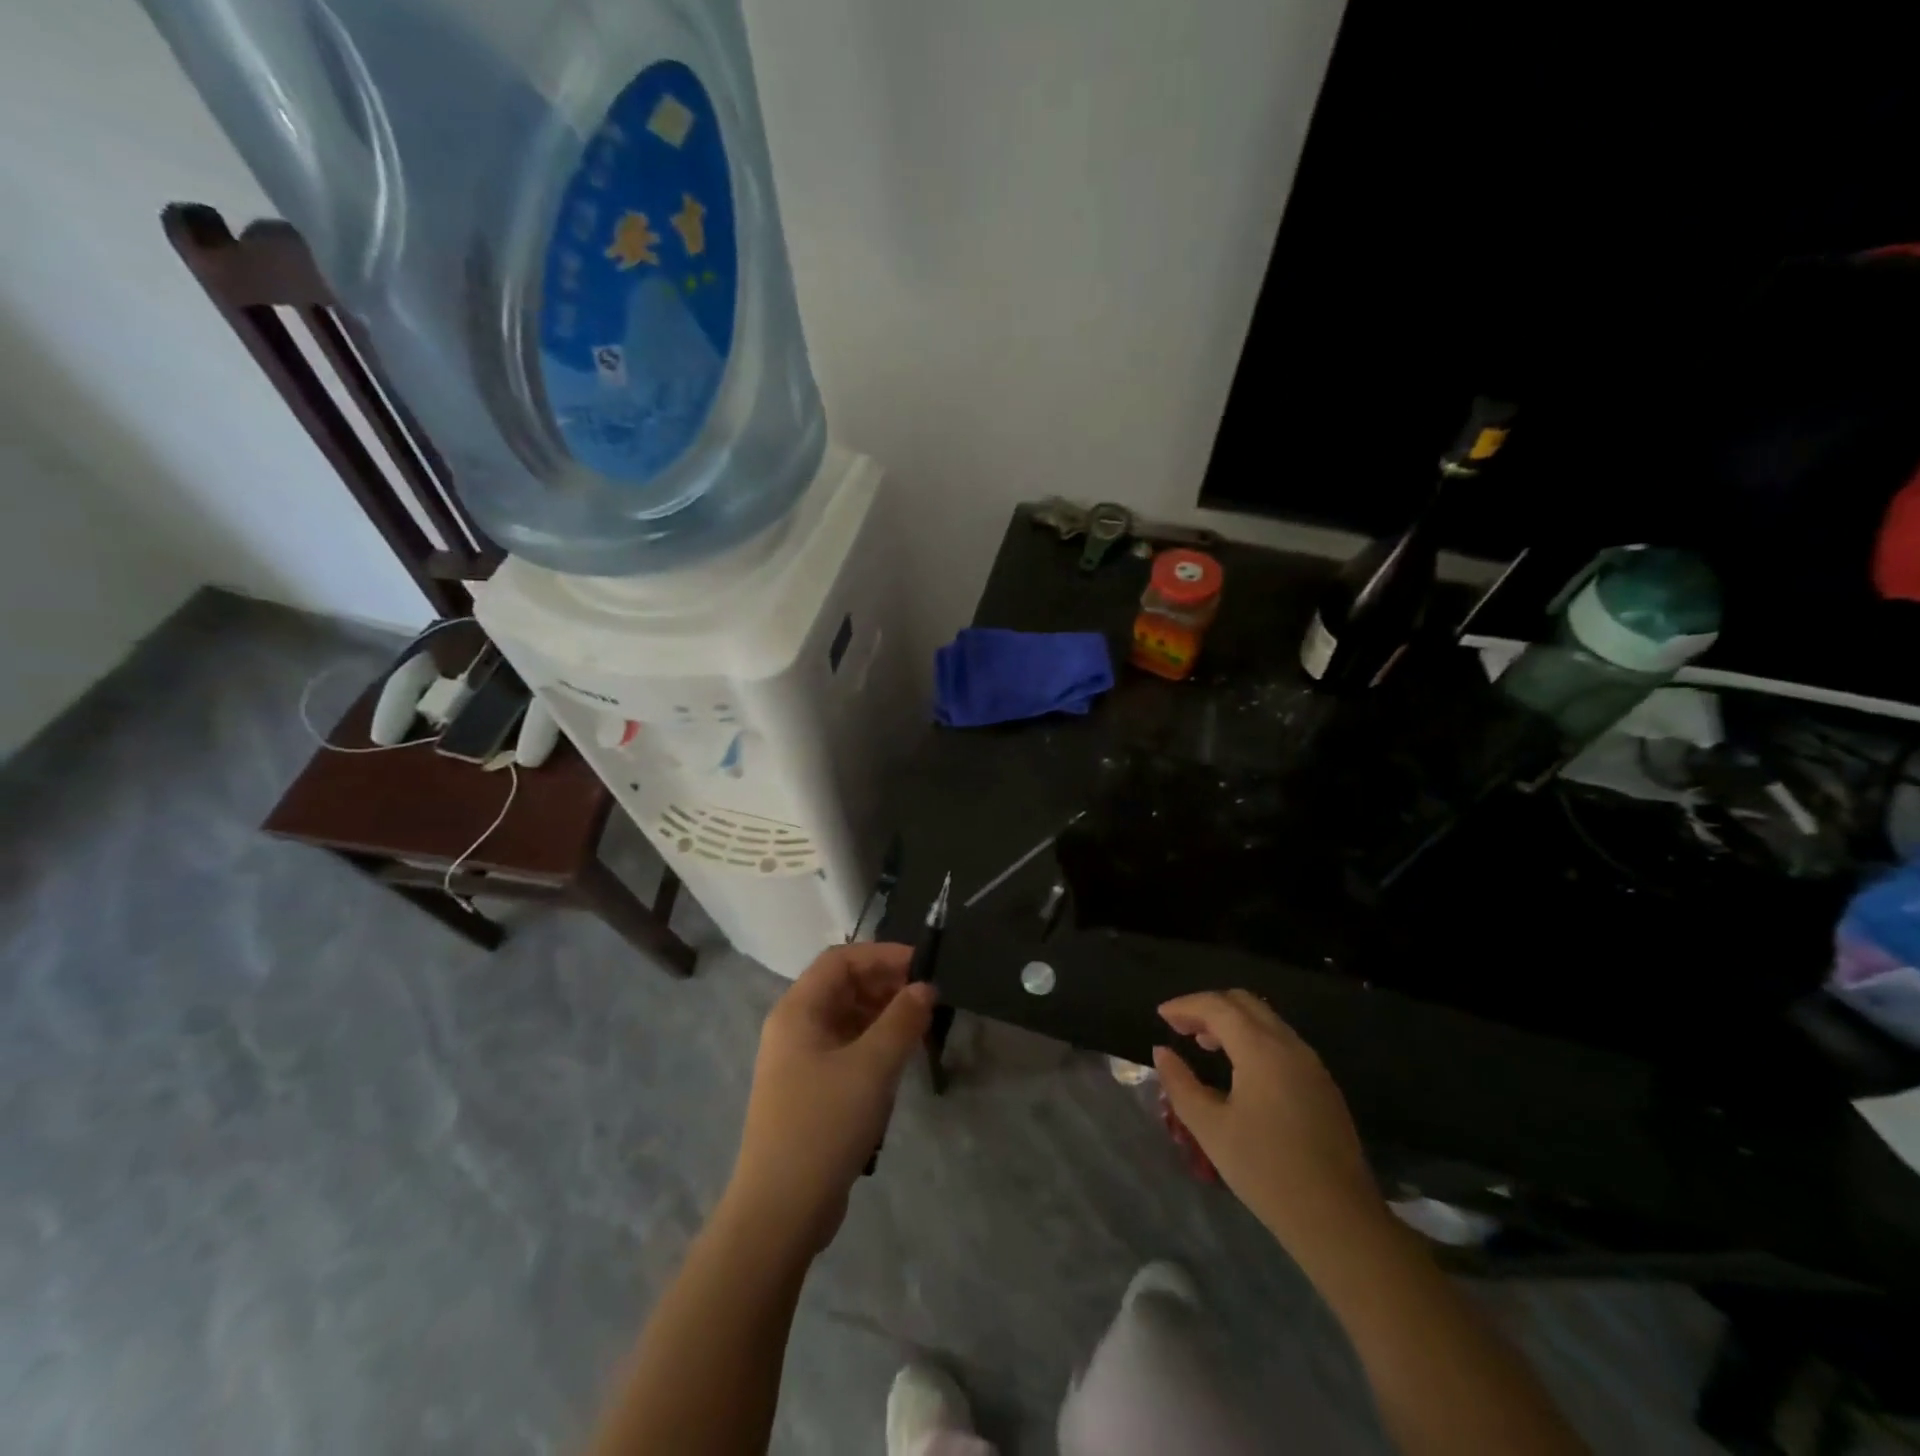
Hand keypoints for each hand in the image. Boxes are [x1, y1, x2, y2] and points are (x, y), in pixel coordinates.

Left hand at [725, 943, 934, 1254]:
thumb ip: (902, 1020)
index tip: (923, 966)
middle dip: (886, 985)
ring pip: (846, 1019)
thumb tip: (925, 987)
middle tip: (928, 999)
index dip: (883, 955)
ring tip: (920, 1029)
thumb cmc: (824, 1126)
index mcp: (798, 1010)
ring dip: (883, 1016)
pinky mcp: (809, 1091)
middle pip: (843, 987)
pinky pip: (845, 1050)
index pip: (841, 960)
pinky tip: (899, 1063)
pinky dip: (873, 1046)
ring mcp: (799, 1061)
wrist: (780, 1212)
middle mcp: (793, 1027)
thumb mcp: (872, 1067)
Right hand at [1153, 990, 1382, 1259]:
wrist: (1339, 1220)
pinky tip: (1239, 1069)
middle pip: (1244, 1003)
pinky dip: (1253, 1038)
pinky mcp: (1323, 1084)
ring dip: (1231, 1022)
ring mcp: (1311, 1064)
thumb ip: (1180, 1084)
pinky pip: (1281, 1041)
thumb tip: (1162, 1052)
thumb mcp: (1210, 1128)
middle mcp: (1289, 1045)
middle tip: (1180, 1027)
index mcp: (1261, 1049)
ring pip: (1265, 1020)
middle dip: (1208, 1007)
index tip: (1160, 1016)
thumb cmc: (1266, 1171)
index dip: (1185, 1006)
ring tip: (1203, 1045)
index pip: (1217, 1006)